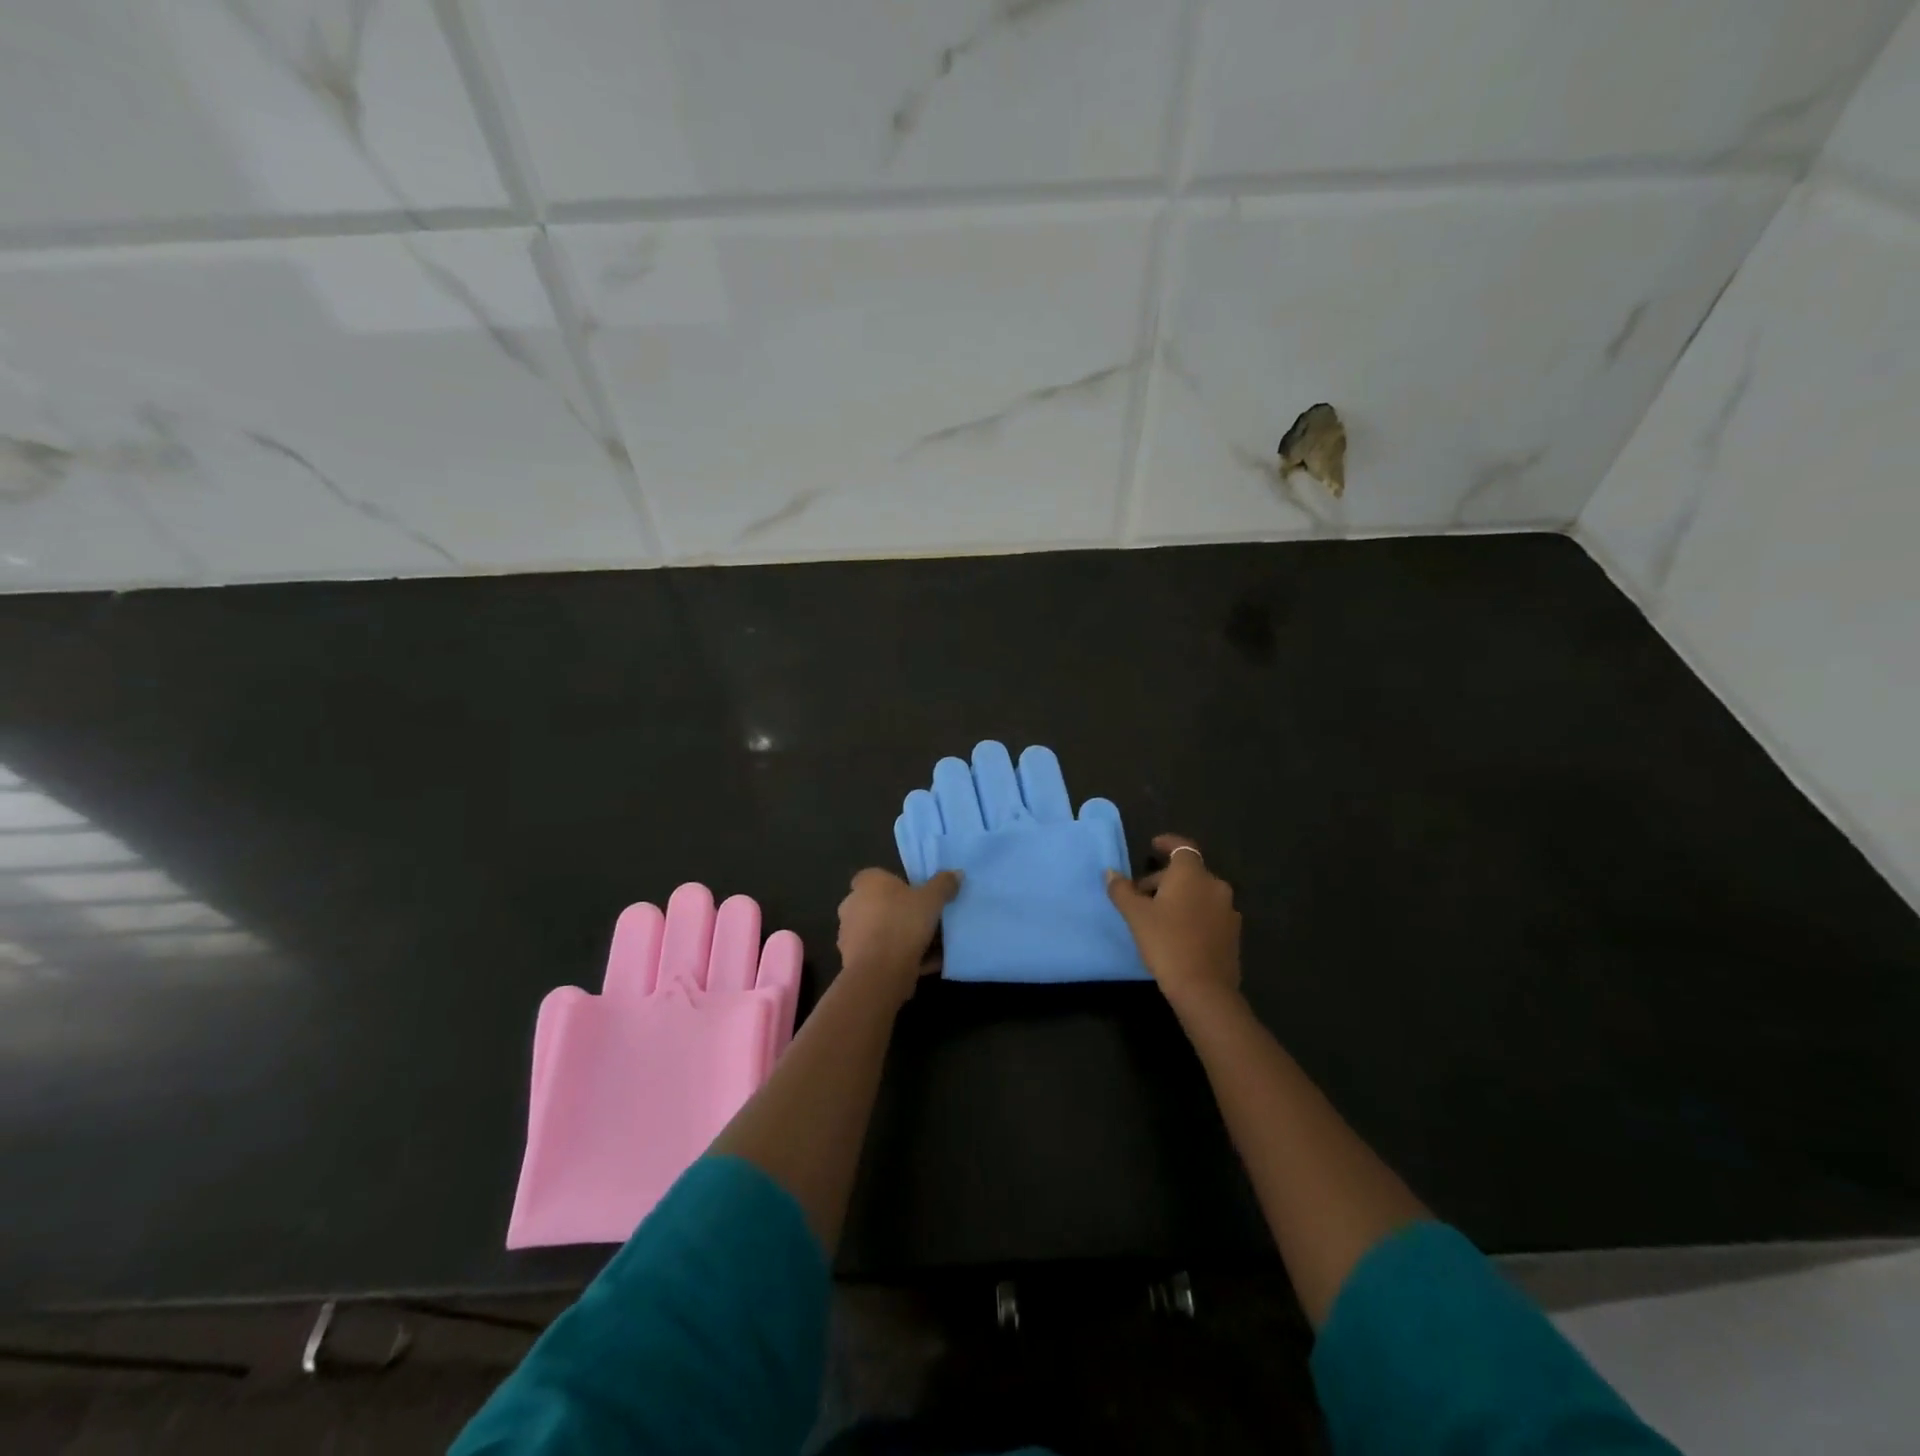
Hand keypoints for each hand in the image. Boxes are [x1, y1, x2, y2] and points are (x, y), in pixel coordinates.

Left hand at [836, 867, 961, 1007]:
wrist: (879, 972)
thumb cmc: (902, 923)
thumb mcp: (931, 900)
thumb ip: (943, 885)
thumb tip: (956, 873)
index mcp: (866, 883)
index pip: (875, 877)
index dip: (894, 884)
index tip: (914, 895)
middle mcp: (852, 905)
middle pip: (877, 904)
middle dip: (897, 912)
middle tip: (924, 920)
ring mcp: (849, 934)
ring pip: (879, 931)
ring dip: (898, 937)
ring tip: (928, 946)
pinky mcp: (854, 960)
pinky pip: (881, 954)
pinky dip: (898, 957)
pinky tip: (925, 965)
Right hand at [1106, 835, 1241, 1011]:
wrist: (1204, 989)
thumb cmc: (1166, 943)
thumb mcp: (1136, 915)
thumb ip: (1122, 890)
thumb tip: (1111, 873)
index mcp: (1192, 875)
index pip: (1182, 846)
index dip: (1167, 843)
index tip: (1153, 846)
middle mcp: (1215, 886)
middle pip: (1188, 872)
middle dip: (1164, 878)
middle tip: (1140, 894)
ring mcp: (1228, 910)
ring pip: (1199, 893)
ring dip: (1179, 897)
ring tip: (1157, 915)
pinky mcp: (1232, 933)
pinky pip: (1209, 913)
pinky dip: (1193, 913)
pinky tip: (1177, 933)